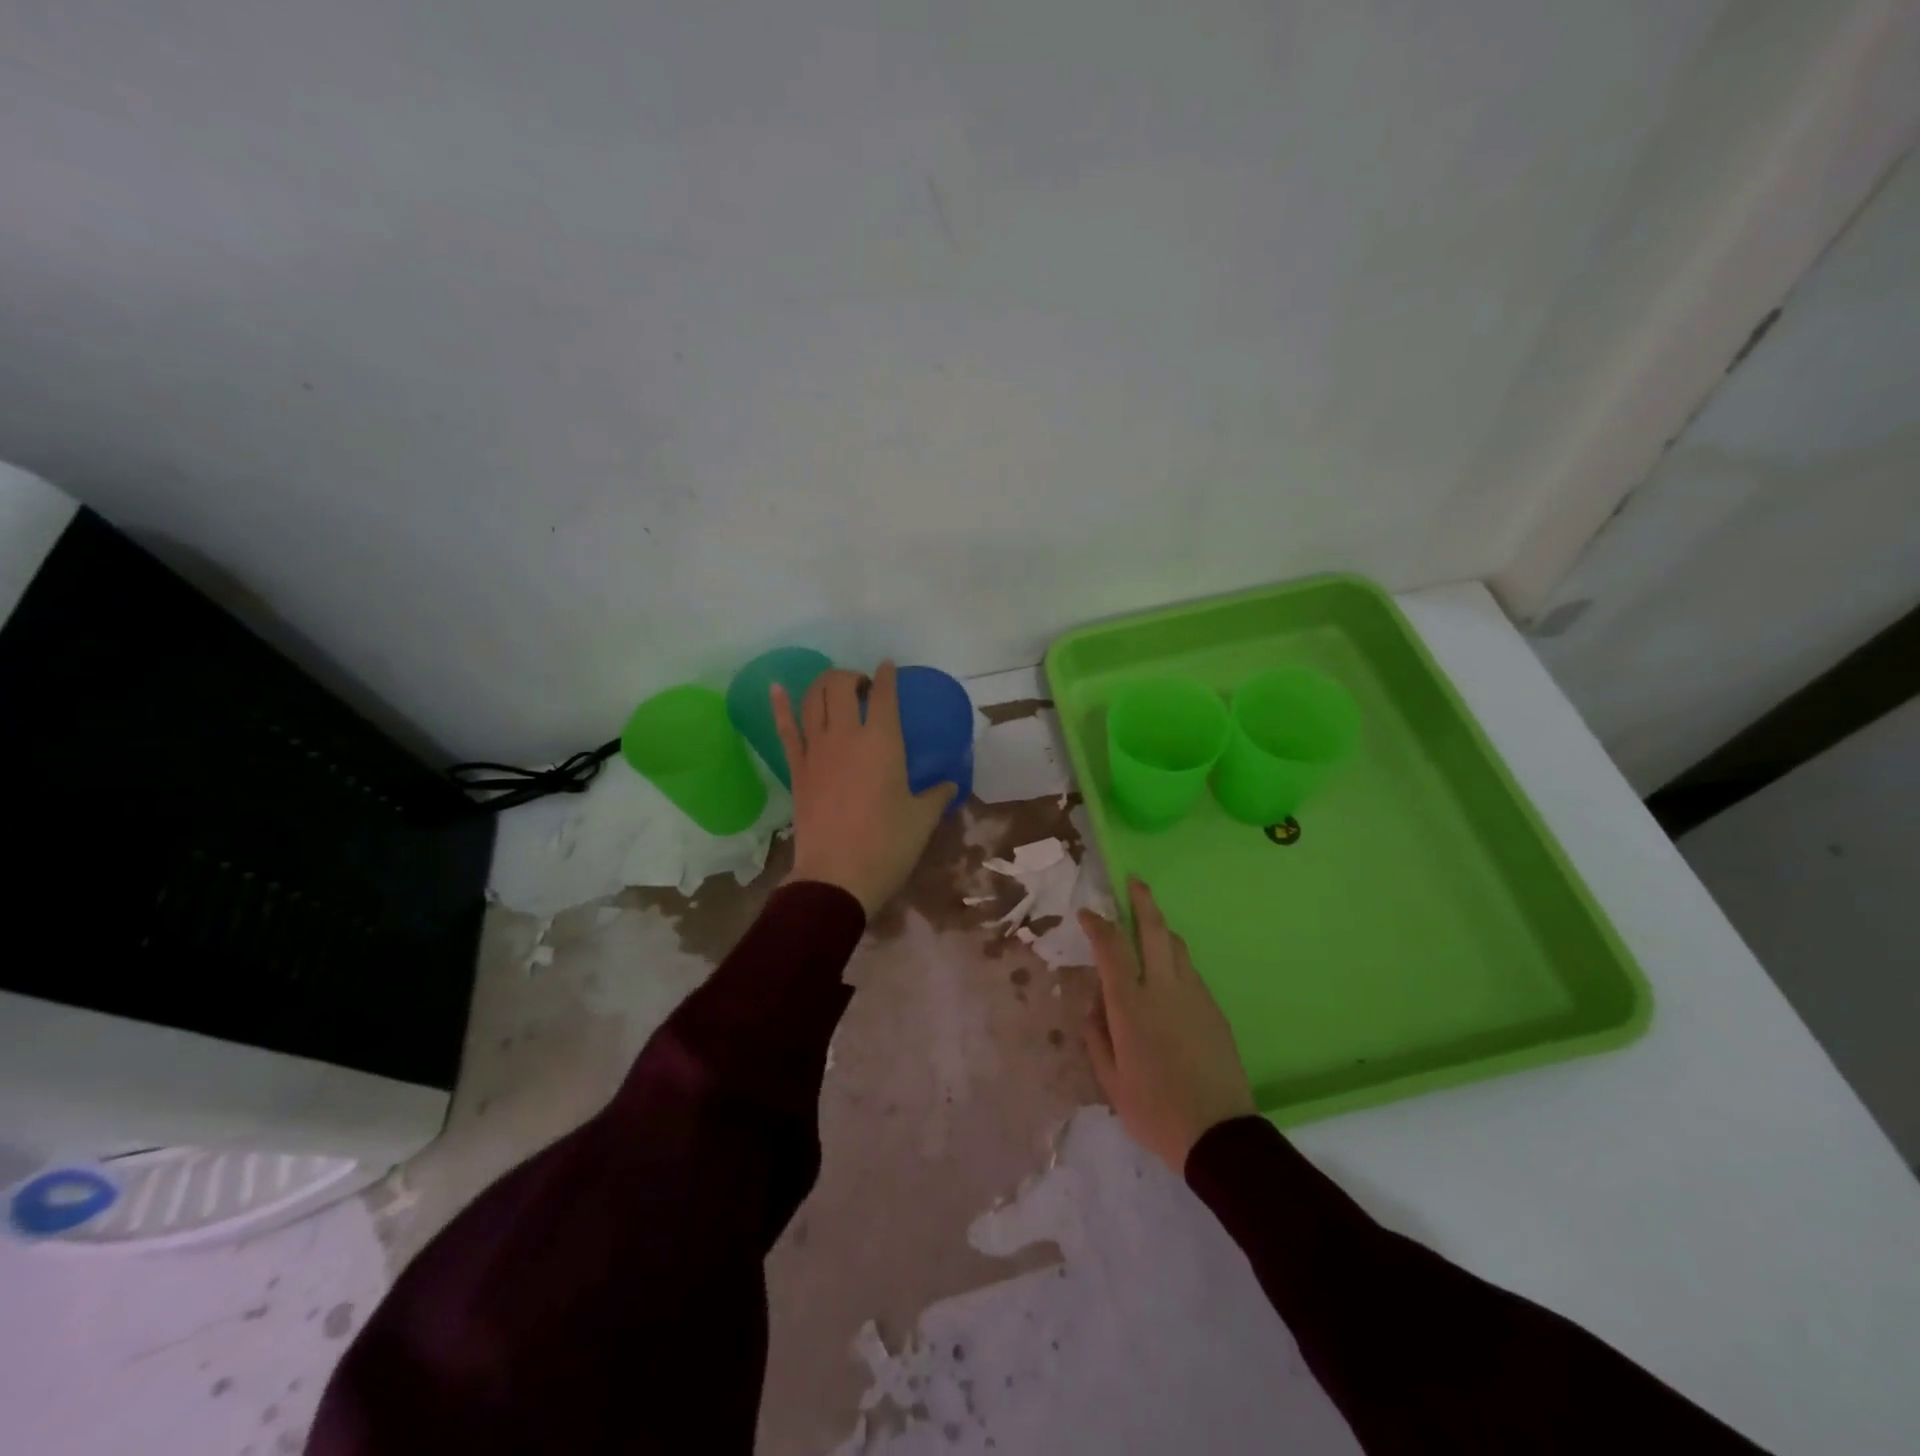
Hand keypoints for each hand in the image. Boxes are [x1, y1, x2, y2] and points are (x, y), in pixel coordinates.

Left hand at [773, 661, 957, 916]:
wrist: (837, 876)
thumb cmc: (887, 846)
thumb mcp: (922, 820)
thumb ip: (936, 795)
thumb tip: (950, 785)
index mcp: (883, 742)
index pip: (884, 695)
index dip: (886, 676)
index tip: (888, 667)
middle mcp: (847, 736)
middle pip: (841, 686)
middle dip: (851, 676)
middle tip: (862, 687)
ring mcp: (816, 750)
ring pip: (813, 699)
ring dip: (823, 684)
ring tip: (834, 687)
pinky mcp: (796, 769)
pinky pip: (785, 730)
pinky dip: (780, 706)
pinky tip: (775, 688)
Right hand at [1080, 877, 1256, 1173]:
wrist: (1218, 1135)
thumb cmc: (1154, 1110)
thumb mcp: (1110, 1080)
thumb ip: (1097, 1036)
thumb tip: (1096, 1005)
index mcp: (1130, 1005)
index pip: (1111, 948)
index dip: (1098, 924)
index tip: (1087, 914)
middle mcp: (1163, 989)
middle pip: (1154, 930)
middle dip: (1142, 901)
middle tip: (1135, 881)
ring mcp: (1194, 995)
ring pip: (1177, 946)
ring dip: (1161, 929)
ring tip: (1150, 926)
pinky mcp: (1214, 1009)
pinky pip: (1191, 972)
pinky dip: (1175, 960)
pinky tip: (1168, 976)